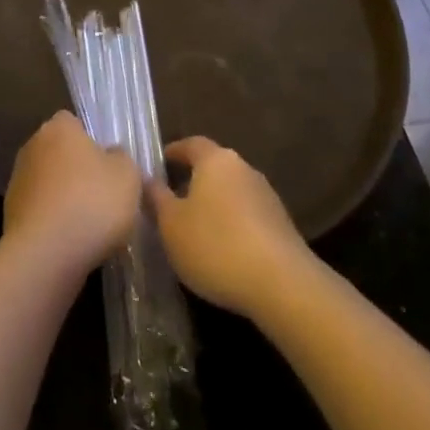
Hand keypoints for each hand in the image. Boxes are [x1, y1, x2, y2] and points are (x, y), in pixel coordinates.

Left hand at [3, 112, 140, 276]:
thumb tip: (110, 155)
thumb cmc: (92, 203)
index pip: (74, 123)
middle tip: (102, 196)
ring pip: (50, 182)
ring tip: (88, 225)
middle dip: (78, 170)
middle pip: (61, 152)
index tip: (107, 166)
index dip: (92, 142)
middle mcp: (33, 145)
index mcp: (59, 127)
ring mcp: (18, 178)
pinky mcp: (10, 211)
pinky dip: (53, 220)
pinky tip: (70, 241)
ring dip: (64, 197)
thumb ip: (121, 158)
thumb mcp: (127, 175)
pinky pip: (40, 209)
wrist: (46, 254)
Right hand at [149, 137, 314, 317]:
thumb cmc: (216, 245)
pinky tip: (222, 249)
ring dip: (214, 204)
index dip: (173, 152)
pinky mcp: (281, 225)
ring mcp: (266, 196)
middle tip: (171, 200)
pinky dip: (232, 224)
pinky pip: (247, 215)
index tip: (159, 164)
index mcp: (215, 160)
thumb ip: (156, 198)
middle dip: (192, 180)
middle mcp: (243, 168)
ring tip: (194, 229)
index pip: (191, 144)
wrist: (283, 285)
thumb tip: (147, 179)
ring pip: (231, 192)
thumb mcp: (171, 225)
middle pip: (213, 167)